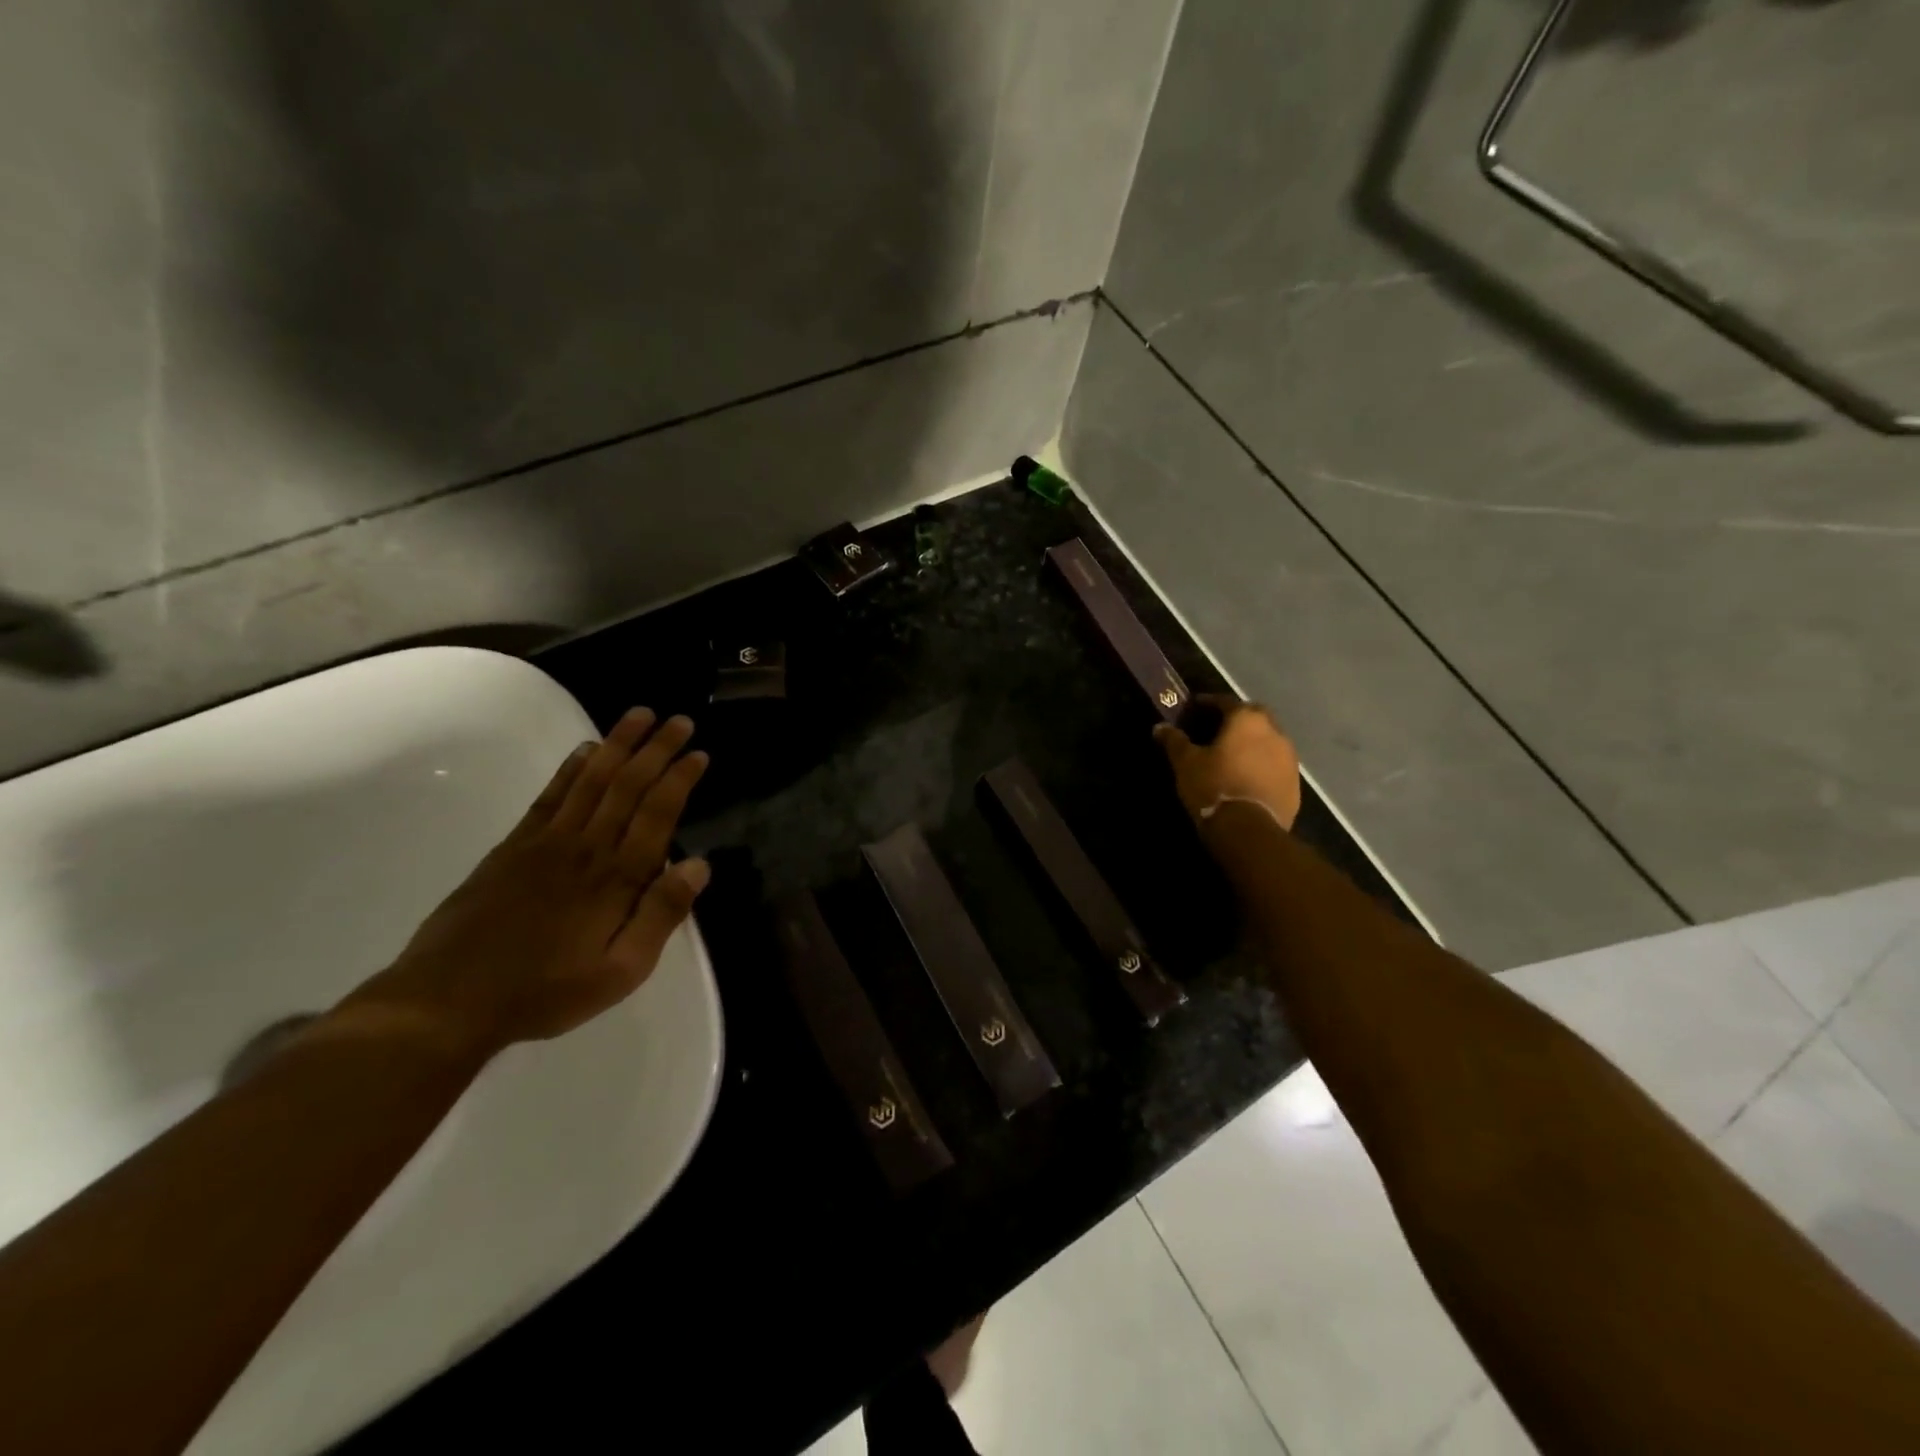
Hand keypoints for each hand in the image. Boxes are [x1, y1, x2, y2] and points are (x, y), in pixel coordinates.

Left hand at [344, 708, 711, 1058]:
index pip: (657, 813)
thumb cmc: (546, 991)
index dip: (679, 779)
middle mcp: (586, 847)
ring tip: (639, 716)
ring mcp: (546, 842)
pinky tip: (586, 750)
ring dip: (618, 745)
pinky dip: (571, 769)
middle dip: (656, 749)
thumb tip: (699, 864)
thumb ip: (661, 915)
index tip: (698, 753)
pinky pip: (550, 796)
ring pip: (591, 780)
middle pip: (627, 785)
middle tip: (679, 720)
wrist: (449, 1000)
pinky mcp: (513, 847)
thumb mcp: (621, 971)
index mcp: (617, 877)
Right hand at [1155, 697, 1301, 831]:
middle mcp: (1274, 732)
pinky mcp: (1295, 783)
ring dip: (1253, 742)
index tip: (1194, 708)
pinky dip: (1262, 764)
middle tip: (1217, 729)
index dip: (1208, 703)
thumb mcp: (1185, 763)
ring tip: (1233, 754)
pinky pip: (1275, 764)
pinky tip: (1247, 777)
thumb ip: (1174, 741)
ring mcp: (1289, 758)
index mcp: (1247, 720)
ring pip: (1269, 740)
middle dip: (1237, 719)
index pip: (1226, 701)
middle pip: (1254, 716)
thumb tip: (1160, 727)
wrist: (1249, 830)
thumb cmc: (1214, 786)